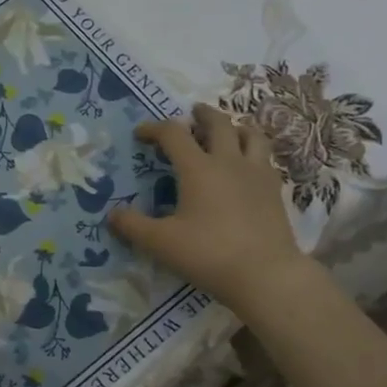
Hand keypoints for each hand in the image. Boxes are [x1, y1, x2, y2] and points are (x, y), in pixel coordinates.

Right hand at [108, 103, 314, 312]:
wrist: (265, 274)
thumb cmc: (208, 253)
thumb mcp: (160, 242)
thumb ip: (132, 226)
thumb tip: (112, 214)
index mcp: (198, 169)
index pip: (173, 134)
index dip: (154, 128)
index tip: (141, 133)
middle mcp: (229, 162)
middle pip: (218, 124)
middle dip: (202, 115)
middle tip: (192, 113)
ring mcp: (257, 174)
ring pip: (251, 135)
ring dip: (236, 127)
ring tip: (228, 131)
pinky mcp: (275, 191)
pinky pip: (265, 159)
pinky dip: (253, 152)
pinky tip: (248, 166)